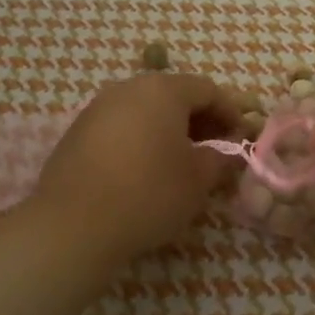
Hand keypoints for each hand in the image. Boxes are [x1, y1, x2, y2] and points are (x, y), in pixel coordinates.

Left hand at [30, 72, 241, 262]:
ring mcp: (98, 108)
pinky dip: (141, 140)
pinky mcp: (78, 132)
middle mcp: (129, 88)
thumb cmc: (149, 193)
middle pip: (174, 95)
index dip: (230, 112)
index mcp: (163, 90)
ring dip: (169, 130)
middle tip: (215, 151)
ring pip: (145, 110)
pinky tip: (145, 170)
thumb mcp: (197, 180)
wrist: (73, 225)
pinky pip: (121, 127)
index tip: (241, 139)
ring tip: (181, 163)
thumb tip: (226, 153)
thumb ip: (219, 159)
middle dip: (200, 120)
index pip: (208, 90)